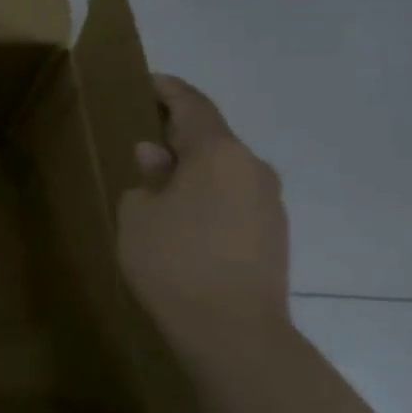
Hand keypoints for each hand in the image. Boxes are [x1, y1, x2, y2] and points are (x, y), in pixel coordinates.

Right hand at [118, 76, 290, 357]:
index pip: (192, 105)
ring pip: (224, 169)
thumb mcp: (138, 214)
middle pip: (212, 136)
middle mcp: (252, 167)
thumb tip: (156, 155)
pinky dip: (208, 193)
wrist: (233, 331)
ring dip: (194, 166)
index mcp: (218, 152)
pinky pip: (234, 197)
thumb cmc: (173, 261)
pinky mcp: (273, 234)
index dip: (168, 90)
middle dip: (178, 131)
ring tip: (160, 179)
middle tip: (144, 133)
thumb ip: (147, 177)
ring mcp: (269, 202)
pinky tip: (184, 215)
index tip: (147, 80)